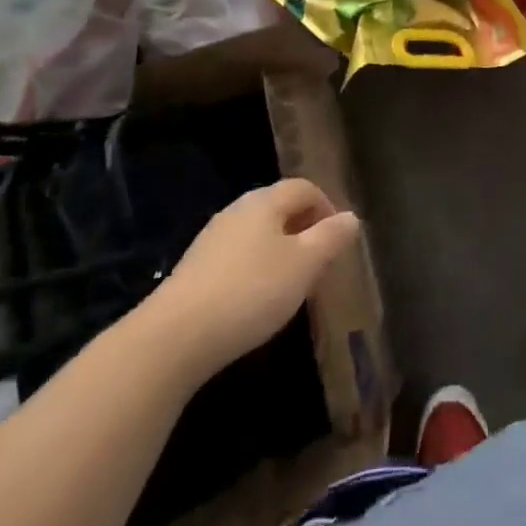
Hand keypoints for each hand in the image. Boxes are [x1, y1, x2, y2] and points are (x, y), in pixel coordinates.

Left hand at [151, 179, 360, 373]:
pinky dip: (256, 271)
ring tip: (292, 287)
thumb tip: (351, 217)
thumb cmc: (251, 291)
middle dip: (304, 232)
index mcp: (265, 201)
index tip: (338, 242)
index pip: (305, 187)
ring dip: (280, 253)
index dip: (327, 208)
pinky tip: (256, 302)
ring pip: (258, 235)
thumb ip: (331, 238)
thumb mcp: (304, 265)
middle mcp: (237, 210)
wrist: (175, 337)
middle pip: (280, 209)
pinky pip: (238, 258)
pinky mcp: (195, 269)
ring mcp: (212, 239)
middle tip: (320, 266)